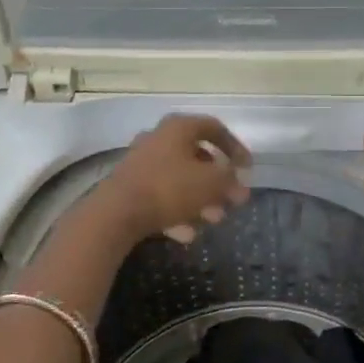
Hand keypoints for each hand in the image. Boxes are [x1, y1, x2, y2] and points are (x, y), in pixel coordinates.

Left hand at [94, 114, 251, 244]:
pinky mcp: (130, 186)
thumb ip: (230, 180)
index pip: (214, 128)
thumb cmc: (169, 188)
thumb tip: (238, 183)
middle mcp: (158, 139)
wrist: (116, 212)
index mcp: (178, 128)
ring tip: (212, 221)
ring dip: (200, 199)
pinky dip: (177, 211)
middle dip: (217, 182)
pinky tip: (186, 234)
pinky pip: (162, 195)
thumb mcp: (210, 182)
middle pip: (197, 157)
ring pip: (180, 179)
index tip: (247, 169)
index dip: (235, 147)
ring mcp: (141, 162)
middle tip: (232, 202)